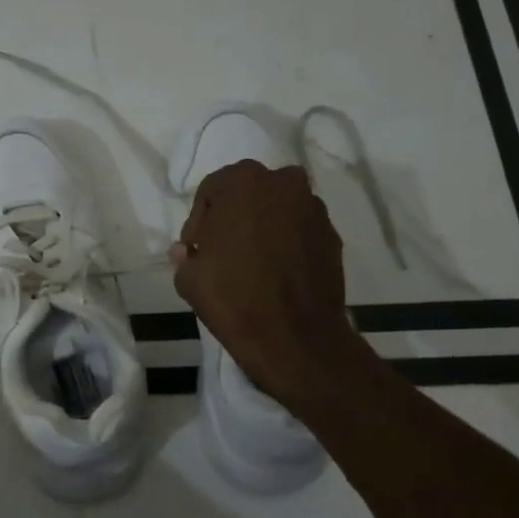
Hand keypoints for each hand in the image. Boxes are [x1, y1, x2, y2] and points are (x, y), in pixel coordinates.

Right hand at [170, 160, 354, 402]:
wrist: (293, 336)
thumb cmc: (232, 296)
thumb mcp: (188, 276)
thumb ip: (186, 255)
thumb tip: (187, 251)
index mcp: (243, 181)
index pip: (211, 190)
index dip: (199, 221)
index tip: (196, 250)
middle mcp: (283, 183)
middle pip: (248, 194)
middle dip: (233, 217)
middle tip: (221, 251)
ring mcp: (313, 209)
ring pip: (277, 210)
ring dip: (262, 228)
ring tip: (250, 263)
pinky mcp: (332, 236)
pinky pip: (299, 231)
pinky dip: (286, 243)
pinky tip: (275, 273)